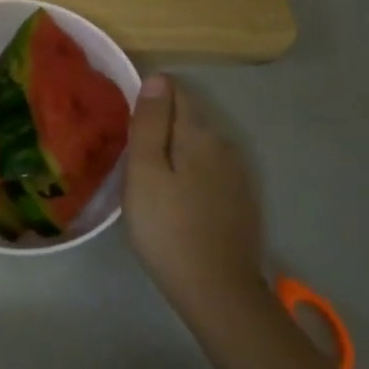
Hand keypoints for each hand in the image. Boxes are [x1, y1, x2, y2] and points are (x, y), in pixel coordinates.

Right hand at [123, 75, 266, 327]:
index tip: (127, 116)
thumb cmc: (167, 227)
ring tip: (149, 172)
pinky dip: (191, 171)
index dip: (150, 96)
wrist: (216, 290)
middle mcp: (225, 145)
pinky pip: (210, 170)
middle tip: (130, 148)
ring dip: (177, 149)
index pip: (176, 92)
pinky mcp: (241, 201)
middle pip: (190, 117)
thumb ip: (151, 123)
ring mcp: (238, 174)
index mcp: (199, 134)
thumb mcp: (145, 172)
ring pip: (200, 145)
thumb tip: (157, 78)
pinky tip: (176, 195)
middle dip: (163, 123)